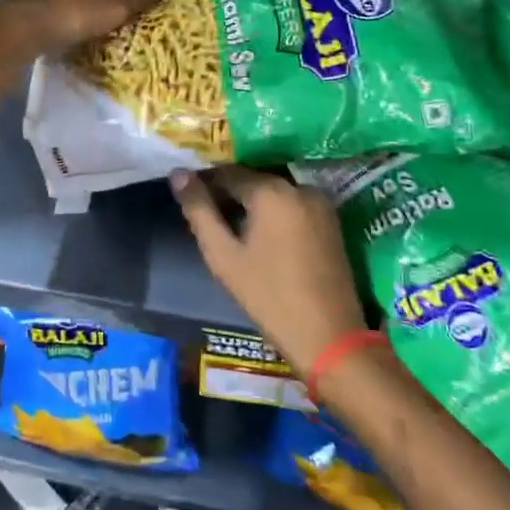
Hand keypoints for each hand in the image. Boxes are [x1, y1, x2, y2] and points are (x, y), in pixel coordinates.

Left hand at [0, 0, 165, 87]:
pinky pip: (68, 18)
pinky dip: (80, 24)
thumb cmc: (71, 16)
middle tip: (138, 13)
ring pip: (82, 2)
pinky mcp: (37, 19)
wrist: (20, 31)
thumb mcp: (110, 7)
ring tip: (114, 26)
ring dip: (97, 12)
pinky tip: (84, 35)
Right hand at [170, 167, 368, 374]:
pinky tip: (262, 236)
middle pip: (253, 180)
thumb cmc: (269, 297)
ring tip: (232, 228)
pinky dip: (274, 212)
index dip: (205, 182)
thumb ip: (199, 211)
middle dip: (229, 192)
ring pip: (274, 192)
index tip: (189, 198)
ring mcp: (320, 203)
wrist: (328, 337)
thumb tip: (178, 174)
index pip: (228, 172)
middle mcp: (299, 187)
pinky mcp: (332, 221)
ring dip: (252, 203)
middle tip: (208, 216)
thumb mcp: (224, 256)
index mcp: (271, 191)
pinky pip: (293, 204)